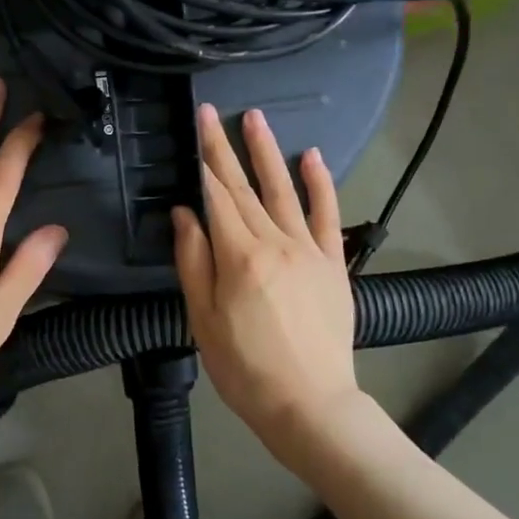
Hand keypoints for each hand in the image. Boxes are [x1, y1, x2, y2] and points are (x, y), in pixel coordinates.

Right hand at [173, 104, 359, 452]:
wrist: (310, 404)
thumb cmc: (245, 368)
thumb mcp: (203, 320)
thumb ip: (194, 261)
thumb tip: (184, 213)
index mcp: (239, 256)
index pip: (216, 197)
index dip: (203, 161)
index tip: (195, 129)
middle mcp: (275, 242)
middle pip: (244, 188)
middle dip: (224, 148)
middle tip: (212, 113)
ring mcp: (309, 250)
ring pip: (284, 191)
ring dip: (267, 152)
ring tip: (254, 119)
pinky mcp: (334, 263)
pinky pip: (328, 215)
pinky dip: (320, 183)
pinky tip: (311, 156)